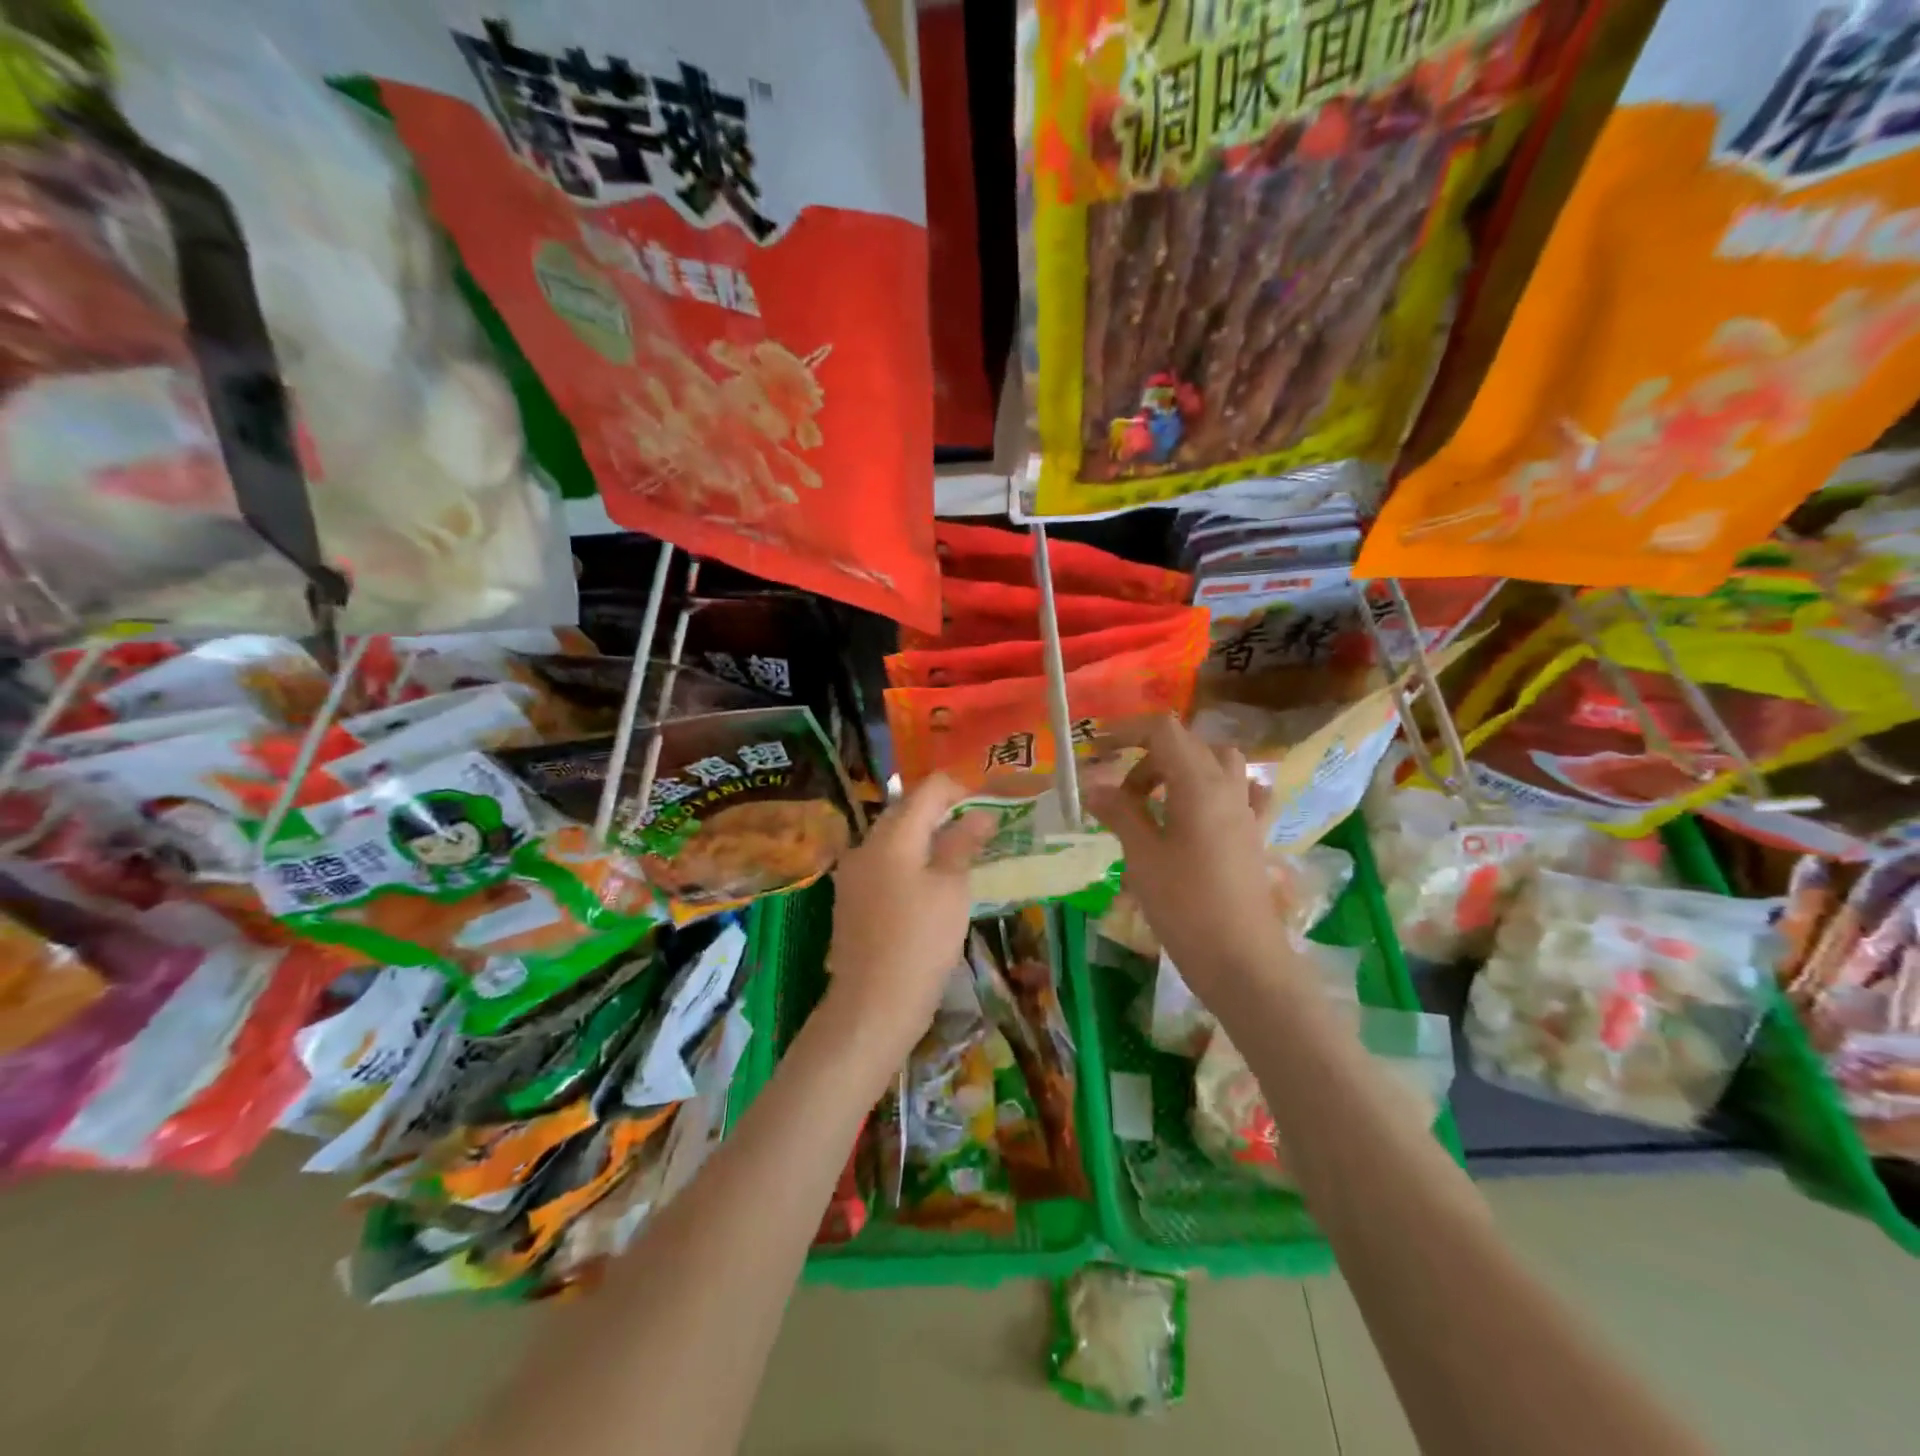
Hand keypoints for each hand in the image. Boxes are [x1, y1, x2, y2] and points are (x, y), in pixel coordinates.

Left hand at [822, 774, 993, 1064]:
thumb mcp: (952, 890)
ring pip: (895, 838)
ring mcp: (853, 872)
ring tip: (962, 857)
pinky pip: (885, 864)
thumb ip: (963, 844)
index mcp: (891, 835)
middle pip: (907, 810)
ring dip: (928, 838)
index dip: (961, 789)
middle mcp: (866, 845)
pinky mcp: (851, 898)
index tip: (990, 806)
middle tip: (981, 831)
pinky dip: (911, 862)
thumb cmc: (920, 943)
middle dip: (944, 813)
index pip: (928, 789)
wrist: (871, 1006)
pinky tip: (932, 884)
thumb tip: (981, 814)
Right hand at [1085, 716, 1293, 999]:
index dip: (1127, 731)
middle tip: (1120, 793)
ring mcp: (1247, 811)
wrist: (1242, 960)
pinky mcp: (1255, 835)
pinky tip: (1203, 812)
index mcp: (1198, 784)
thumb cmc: (1185, 906)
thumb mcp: (1141, 857)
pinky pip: (1243, 793)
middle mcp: (1228, 787)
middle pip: (1188, 745)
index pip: (1163, 731)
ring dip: (1183, 769)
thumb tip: (1093, 785)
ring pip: (1218, 763)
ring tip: (1157, 800)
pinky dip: (1219, 790)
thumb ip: (1119, 812)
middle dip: (1148, 756)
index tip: (1096, 749)